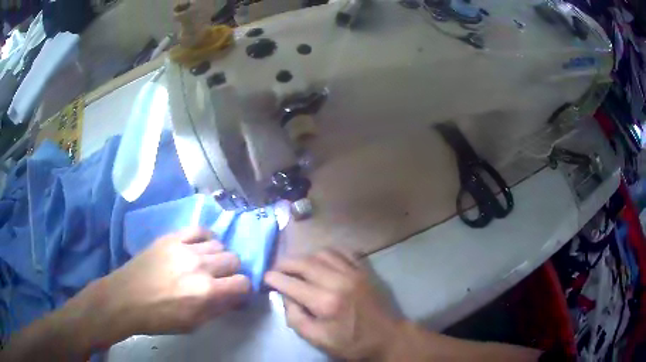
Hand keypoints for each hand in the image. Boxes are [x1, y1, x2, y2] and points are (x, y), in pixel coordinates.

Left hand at [88, 229, 250, 340]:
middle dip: (232, 272)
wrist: (126, 298)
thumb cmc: (160, 318)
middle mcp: (200, 266)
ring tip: (207, 264)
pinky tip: (200, 247)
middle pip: (233, 260)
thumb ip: (217, 310)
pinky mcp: (171, 238)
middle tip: (221, 280)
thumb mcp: (193, 324)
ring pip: (219, 244)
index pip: (243, 283)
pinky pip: (199, 229)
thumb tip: (234, 299)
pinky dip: (205, 238)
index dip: (243, 290)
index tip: (236, 293)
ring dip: (218, 256)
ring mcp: (185, 248)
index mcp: (207, 292)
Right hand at [264, 249, 400, 359]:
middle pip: (304, 263)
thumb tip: (285, 297)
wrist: (387, 337)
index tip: (266, 277)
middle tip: (277, 268)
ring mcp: (354, 272)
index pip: (291, 284)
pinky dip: (328, 252)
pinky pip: (343, 252)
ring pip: (322, 253)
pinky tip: (322, 260)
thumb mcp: (317, 339)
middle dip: (285, 263)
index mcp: (325, 302)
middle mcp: (338, 281)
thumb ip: (296, 318)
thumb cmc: (351, 342)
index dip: (274, 278)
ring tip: (297, 265)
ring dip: (305, 256)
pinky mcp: (364, 270)